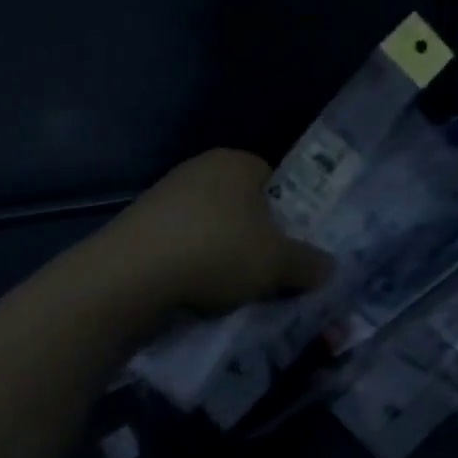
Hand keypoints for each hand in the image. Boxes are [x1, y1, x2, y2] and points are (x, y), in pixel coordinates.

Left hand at [76, 149, 331, 318]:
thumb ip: (309, 264)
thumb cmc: (218, 252)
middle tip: (265, 273)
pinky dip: (188, 268)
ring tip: (228, 293)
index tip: (289, 249)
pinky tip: (192, 296)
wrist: (128, 279)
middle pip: (242, 206)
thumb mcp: (279, 263)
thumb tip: (329, 269)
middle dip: (254, 238)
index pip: (275, 182)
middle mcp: (200, 169)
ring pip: (209, 228)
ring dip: (220, 256)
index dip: (287, 216)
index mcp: (238, 162)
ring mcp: (163, 196)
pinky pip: (178, 247)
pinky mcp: (135, 228)